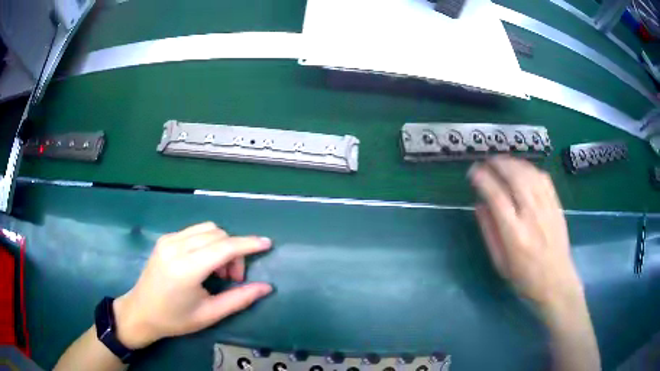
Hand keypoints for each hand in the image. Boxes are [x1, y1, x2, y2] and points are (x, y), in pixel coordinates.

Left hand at [112, 222, 272, 348]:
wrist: (141, 312)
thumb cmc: (175, 319)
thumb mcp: (210, 314)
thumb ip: (239, 299)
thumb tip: (266, 287)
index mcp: (186, 269)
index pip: (224, 247)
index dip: (248, 244)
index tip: (267, 244)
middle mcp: (176, 247)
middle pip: (218, 234)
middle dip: (234, 251)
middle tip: (234, 278)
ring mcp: (168, 240)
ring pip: (207, 229)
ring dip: (221, 245)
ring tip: (219, 270)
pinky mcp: (165, 239)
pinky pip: (195, 232)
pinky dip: (208, 242)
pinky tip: (205, 262)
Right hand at [469, 156, 582, 312]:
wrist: (556, 282)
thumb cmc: (524, 278)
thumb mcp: (500, 263)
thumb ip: (489, 232)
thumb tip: (479, 204)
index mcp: (514, 234)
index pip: (496, 196)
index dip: (483, 179)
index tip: (473, 172)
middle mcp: (532, 216)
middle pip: (515, 177)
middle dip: (498, 164)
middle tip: (486, 161)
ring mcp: (547, 208)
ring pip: (529, 174)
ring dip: (513, 162)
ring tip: (501, 161)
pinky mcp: (557, 205)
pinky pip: (544, 178)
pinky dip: (530, 168)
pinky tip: (523, 169)